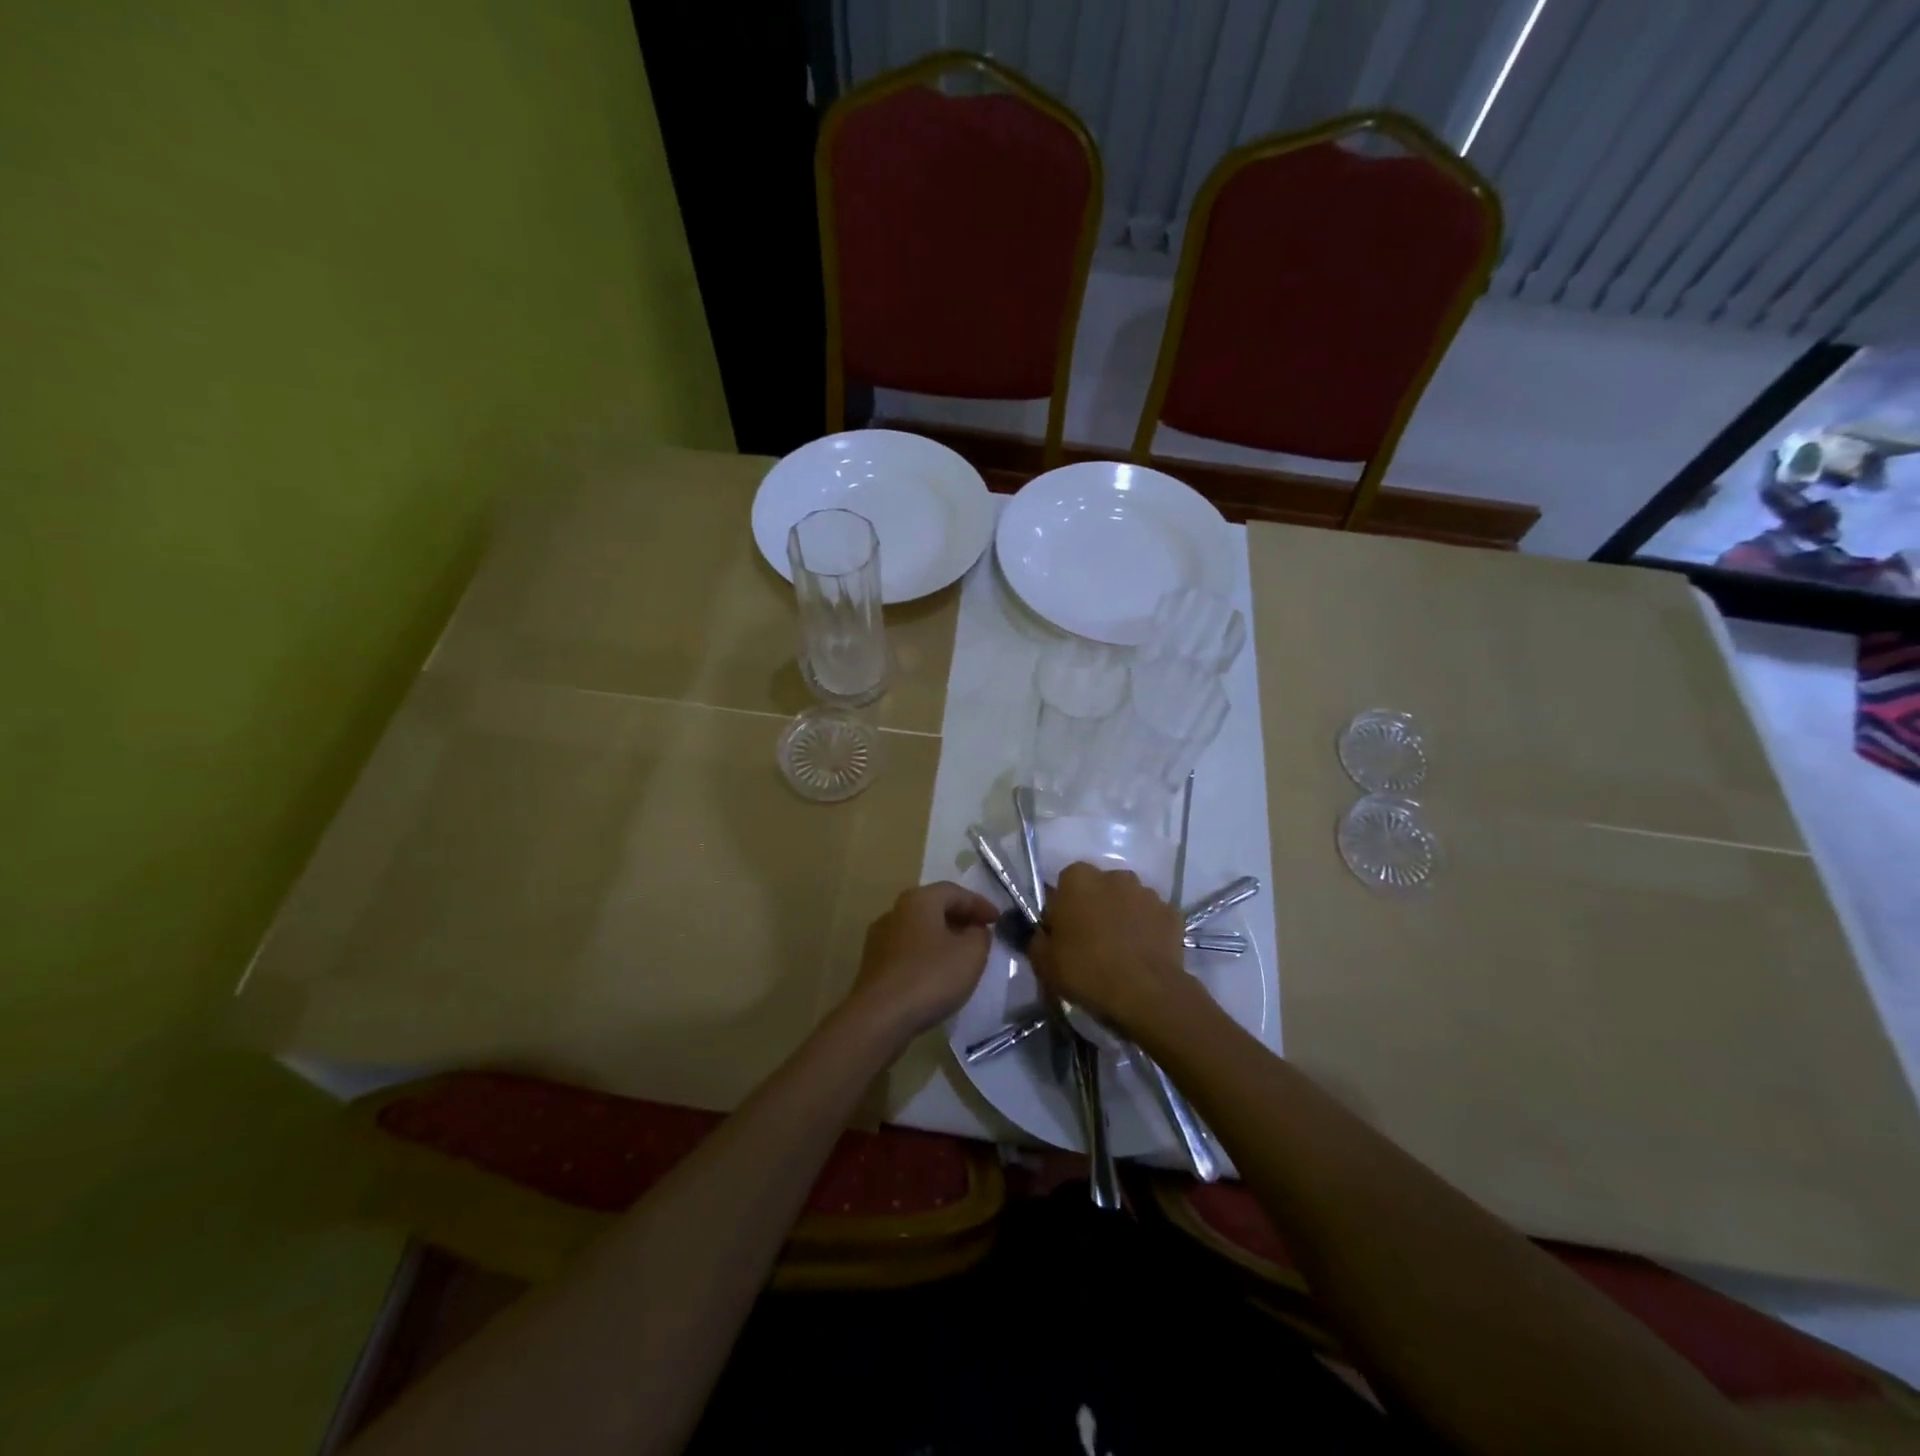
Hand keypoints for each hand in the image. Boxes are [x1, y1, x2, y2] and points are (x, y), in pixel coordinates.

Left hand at [848, 881, 1001, 1036]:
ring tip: (963, 955)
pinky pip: (908, 951)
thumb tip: (976, 930)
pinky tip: (939, 974)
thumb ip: (980, 935)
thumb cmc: (930, 976)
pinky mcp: (874, 965)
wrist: (879, 1018)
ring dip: (944, 938)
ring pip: (920, 930)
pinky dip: (928, 955)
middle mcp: (895, 912)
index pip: (954, 892)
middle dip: (961, 919)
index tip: (998, 920)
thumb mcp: (971, 953)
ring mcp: (880, 939)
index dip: (980, 904)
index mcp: (918, 900)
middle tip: (982, 934)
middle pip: (934, 907)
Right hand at [1028, 862, 1188, 1034]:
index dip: (1062, 910)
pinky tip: (1143, 955)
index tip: (1063, 935)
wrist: (1145, 993)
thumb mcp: (1044, 961)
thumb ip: (1037, 939)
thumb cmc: (1087, 970)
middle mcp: (1114, 875)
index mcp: (1078, 878)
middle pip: (1098, 889)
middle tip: (1090, 943)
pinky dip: (1148, 930)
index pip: (1064, 885)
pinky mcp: (1172, 912)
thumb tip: (1042, 933)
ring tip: (1121, 952)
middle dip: (1094, 908)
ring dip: (1122, 917)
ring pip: (1127, 901)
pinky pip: (1152, 918)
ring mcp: (1147, 892)